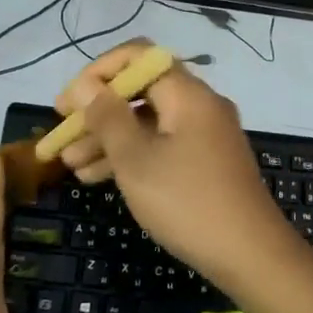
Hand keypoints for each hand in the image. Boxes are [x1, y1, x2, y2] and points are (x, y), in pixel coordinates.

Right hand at [53, 43, 300, 290]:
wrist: (251, 255)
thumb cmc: (187, 202)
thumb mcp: (136, 161)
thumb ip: (107, 118)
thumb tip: (85, 85)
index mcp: (187, 93)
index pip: (138, 57)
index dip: (97, 73)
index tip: (67, 103)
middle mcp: (199, 105)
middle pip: (140, 92)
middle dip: (97, 112)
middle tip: (61, 137)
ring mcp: (205, 134)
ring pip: (148, 123)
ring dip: (108, 138)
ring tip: (70, 166)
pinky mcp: (206, 161)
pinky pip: (162, 144)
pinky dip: (132, 155)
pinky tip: (98, 177)